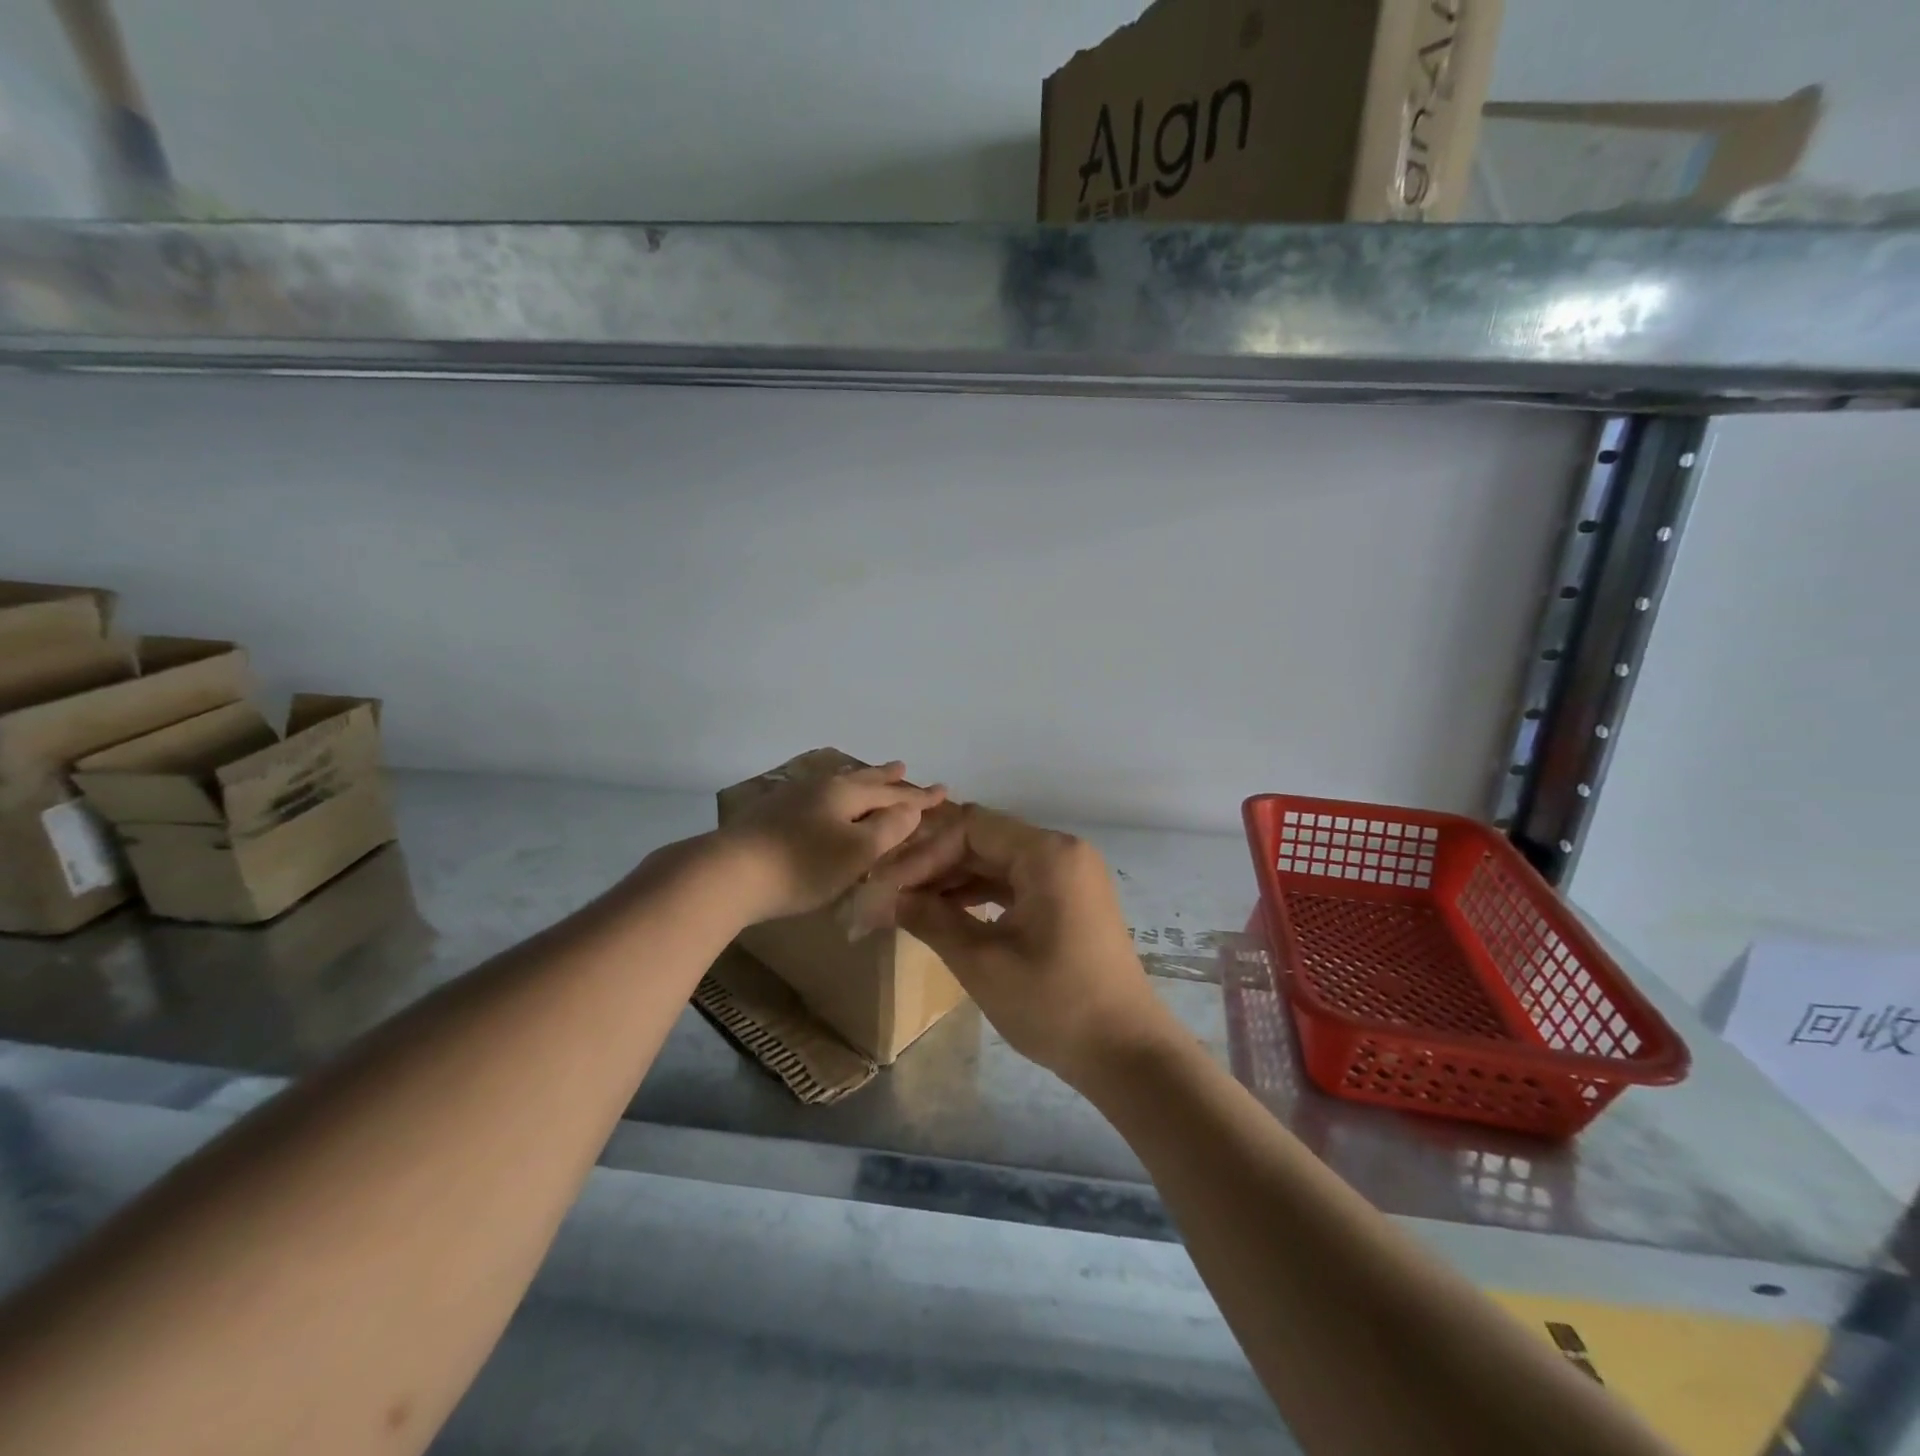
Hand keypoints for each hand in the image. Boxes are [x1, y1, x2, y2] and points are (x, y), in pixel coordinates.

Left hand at [714, 761, 946, 925]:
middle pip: (861, 780)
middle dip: (885, 777)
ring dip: (857, 781)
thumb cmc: (801, 866)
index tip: (944, 790)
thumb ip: (887, 829)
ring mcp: (792, 798)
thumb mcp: (855, 852)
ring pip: (835, 784)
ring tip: (867, 776)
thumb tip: (911, 808)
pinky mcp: (771, 814)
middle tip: (903, 766)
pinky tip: (822, 801)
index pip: (892, 793)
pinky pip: (816, 796)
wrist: (727, 873)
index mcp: (845, 794)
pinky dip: (833, 795)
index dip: (919, 796)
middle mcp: (821, 787)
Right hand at [879, 804, 1174, 1087]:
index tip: (885, 886)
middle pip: (983, 839)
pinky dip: (980, 894)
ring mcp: (1069, 874)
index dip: (923, 853)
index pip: (970, 827)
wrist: (1126, 1053)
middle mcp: (1061, 851)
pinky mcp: (1069, 899)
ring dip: (953, 880)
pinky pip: (1016, 882)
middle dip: (934, 865)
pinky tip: (945, 913)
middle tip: (889, 896)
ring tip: (908, 906)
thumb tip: (879, 898)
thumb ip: (930, 919)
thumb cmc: (1054, 1005)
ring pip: (997, 860)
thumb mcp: (982, 962)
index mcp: (1047, 853)